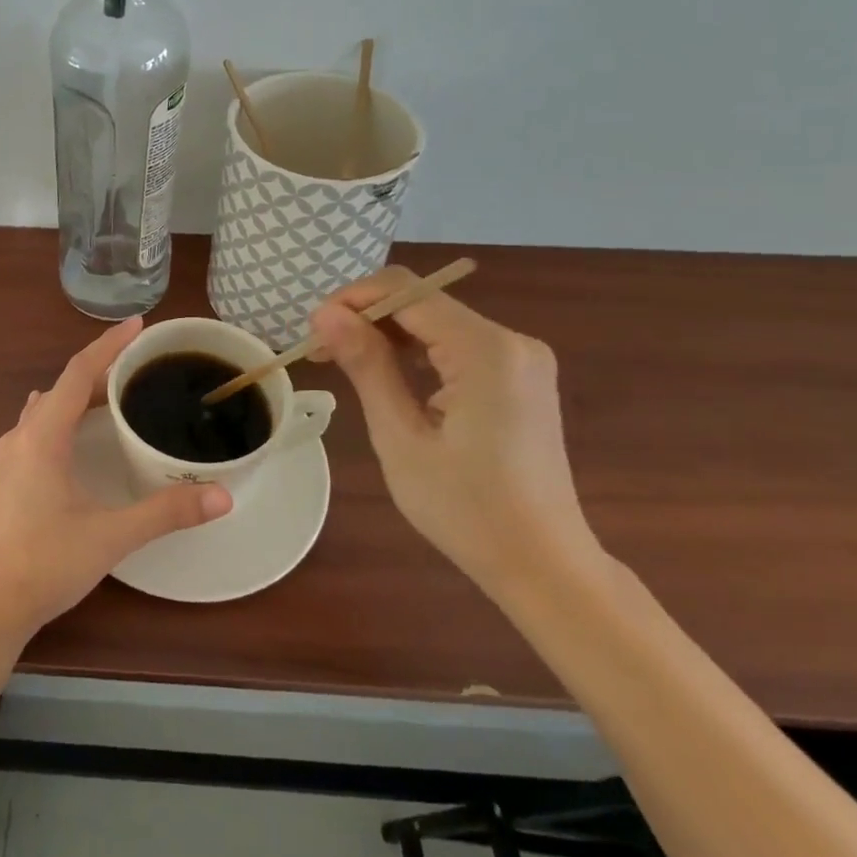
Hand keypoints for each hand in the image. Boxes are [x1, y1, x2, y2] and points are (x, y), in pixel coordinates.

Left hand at [0, 317, 232, 642]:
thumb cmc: (45, 564)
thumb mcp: (111, 536)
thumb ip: (166, 512)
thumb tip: (222, 496)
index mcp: (42, 436)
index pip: (78, 372)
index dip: (109, 345)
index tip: (139, 324)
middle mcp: (20, 436)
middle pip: (62, 387)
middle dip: (100, 369)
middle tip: (140, 365)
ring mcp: (8, 457)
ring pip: (46, 407)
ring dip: (79, 394)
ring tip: (116, 394)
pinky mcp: (5, 477)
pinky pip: (38, 427)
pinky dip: (64, 416)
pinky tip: (81, 436)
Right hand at [309, 271, 601, 594]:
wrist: (543, 565)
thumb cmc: (466, 509)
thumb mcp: (401, 437)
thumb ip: (366, 365)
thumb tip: (326, 314)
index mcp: (486, 350)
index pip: (405, 291)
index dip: (352, 300)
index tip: (312, 332)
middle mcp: (512, 340)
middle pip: (422, 301)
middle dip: (366, 318)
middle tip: (321, 353)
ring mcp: (521, 357)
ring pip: (437, 320)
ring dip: (387, 334)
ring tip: (344, 363)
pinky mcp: (520, 375)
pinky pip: (457, 343)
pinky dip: (417, 350)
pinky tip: (389, 374)